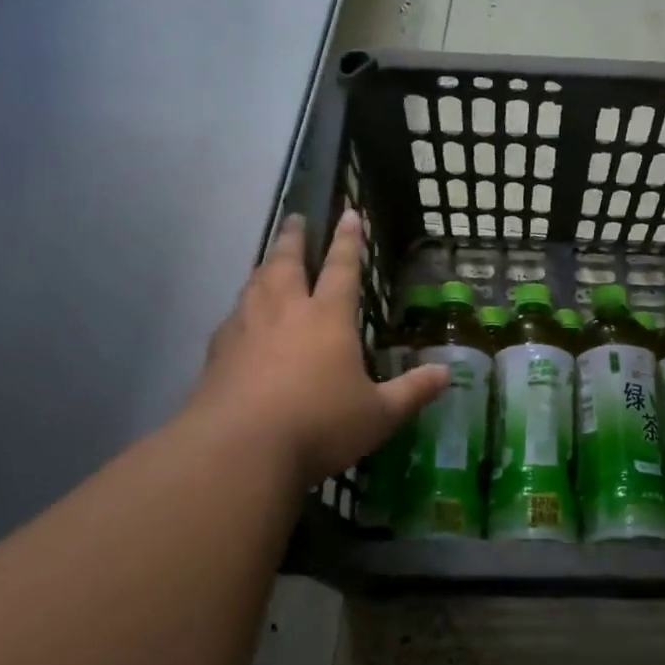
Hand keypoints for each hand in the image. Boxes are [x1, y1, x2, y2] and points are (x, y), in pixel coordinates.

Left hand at [182, 210, 447, 486]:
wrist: (238, 451)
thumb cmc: (319, 425)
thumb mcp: (378, 415)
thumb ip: (412, 391)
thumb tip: (447, 374)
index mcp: (327, 318)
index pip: (342, 268)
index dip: (348, 240)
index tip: (348, 213)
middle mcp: (285, 312)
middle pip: (287, 262)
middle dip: (294, 237)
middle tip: (295, 218)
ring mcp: (246, 329)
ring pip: (256, 284)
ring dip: (265, 265)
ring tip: (269, 260)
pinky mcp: (217, 353)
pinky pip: (232, 317)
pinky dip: (241, 307)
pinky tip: (239, 318)